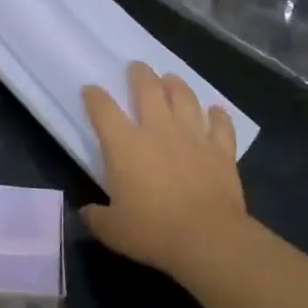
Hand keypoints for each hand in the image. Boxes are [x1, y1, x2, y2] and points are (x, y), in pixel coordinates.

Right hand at [81, 61, 249, 280]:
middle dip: (139, 73)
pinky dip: (218, 115)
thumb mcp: (113, 231)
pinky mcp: (221, 150)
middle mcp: (157, 130)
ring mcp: (192, 136)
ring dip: (176, 85)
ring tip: (171, 79)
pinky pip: (220, 124)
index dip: (94, 96)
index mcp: (124, 144)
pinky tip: (216, 111)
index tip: (90, 90)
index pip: (103, 109)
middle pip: (148, 88)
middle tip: (136, 67)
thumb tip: (86, 212)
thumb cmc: (154, 232)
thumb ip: (96, 218)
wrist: (208, 239)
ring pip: (184, 97)